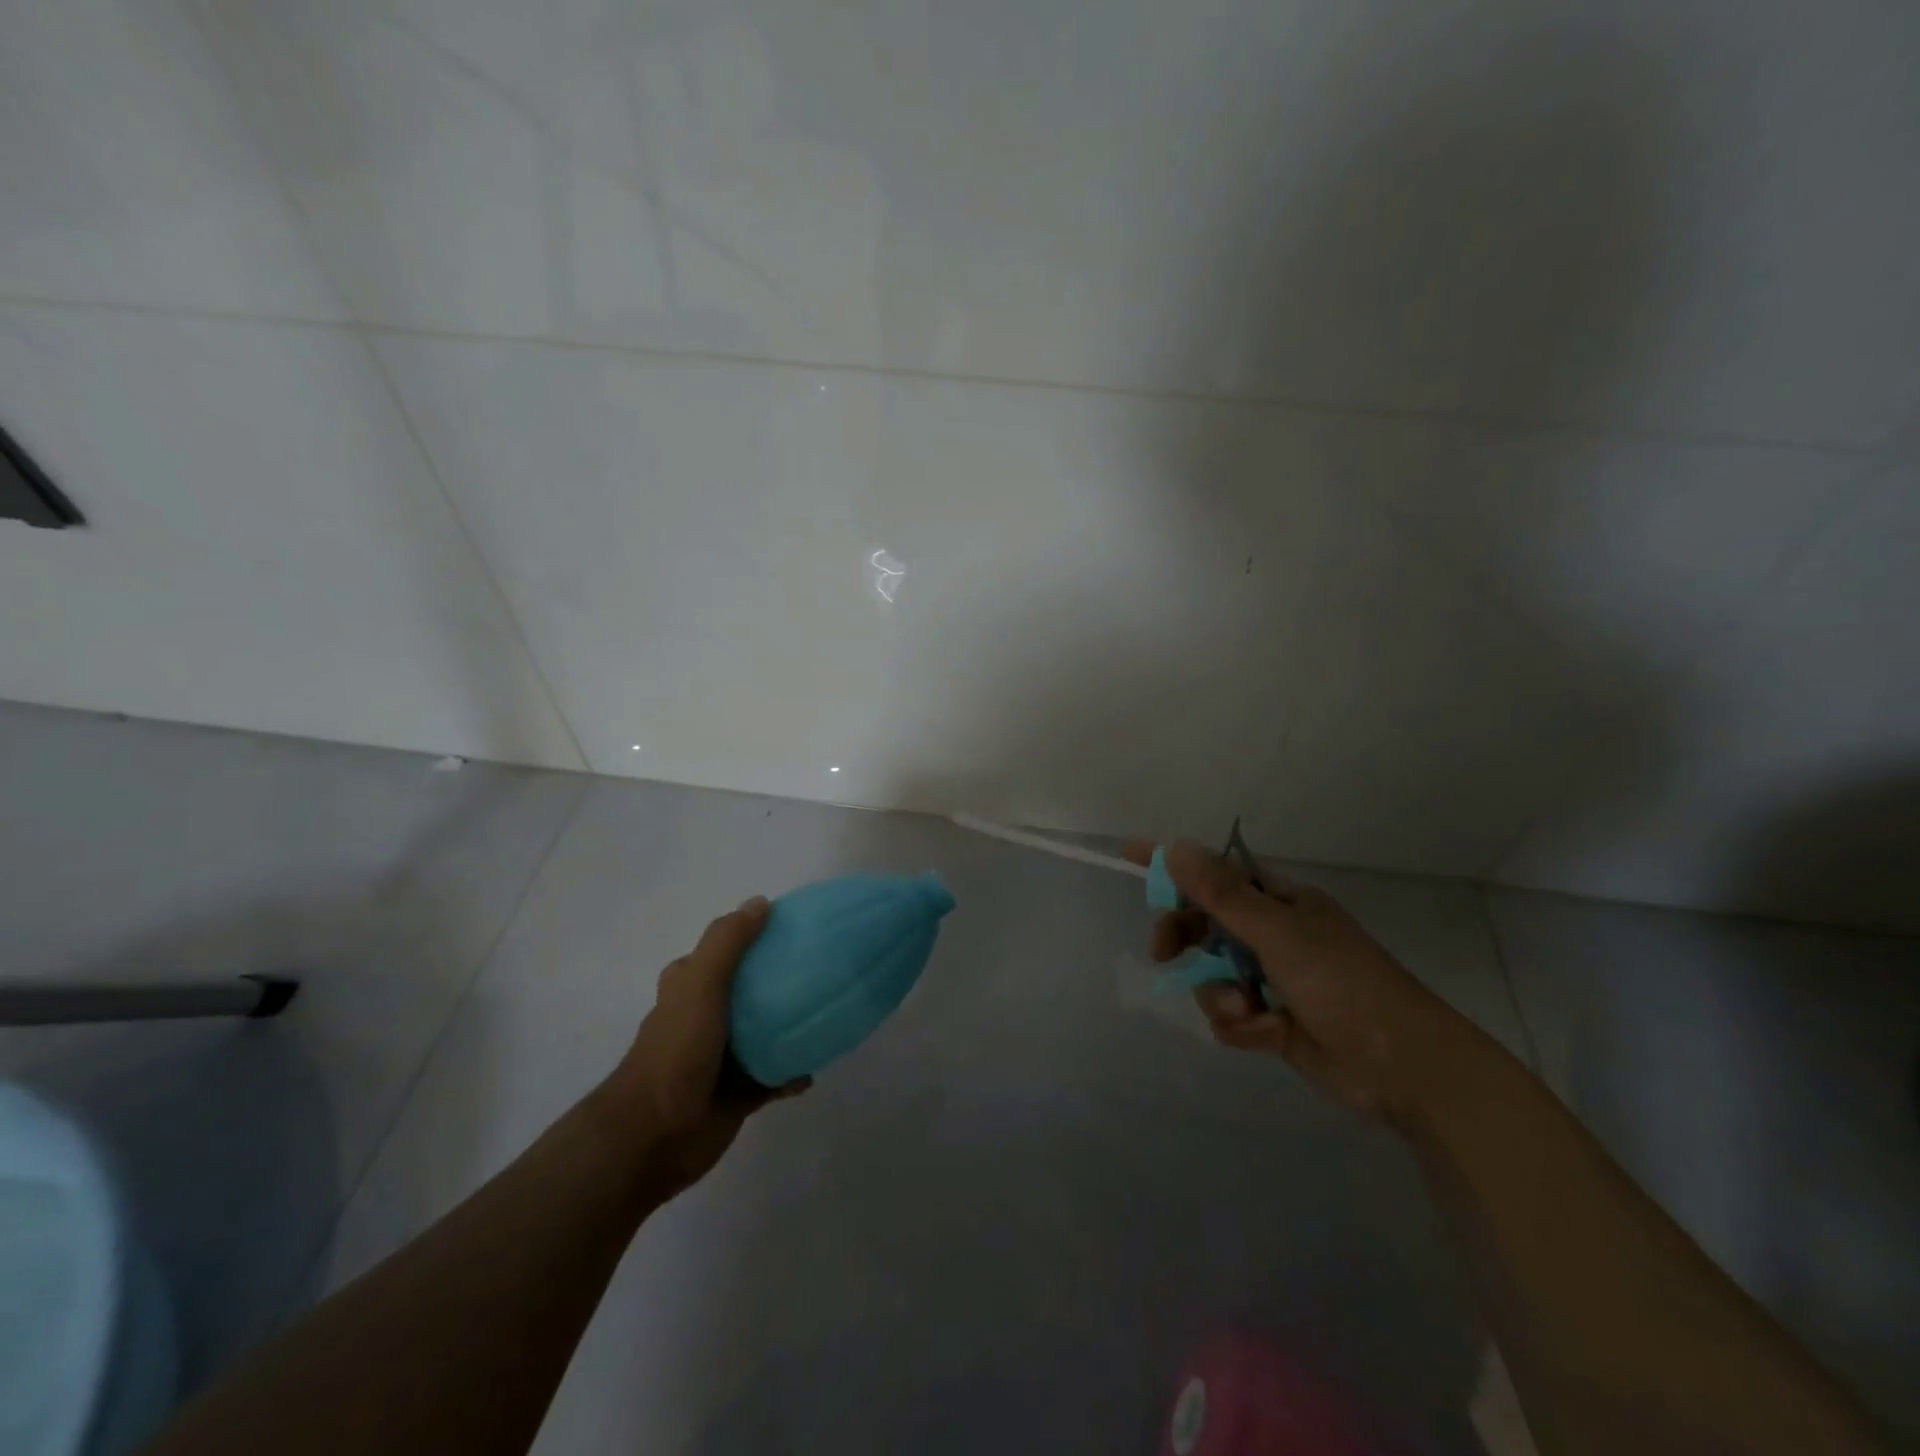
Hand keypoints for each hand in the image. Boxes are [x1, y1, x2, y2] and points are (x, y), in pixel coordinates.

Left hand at [596, 897, 807, 1198]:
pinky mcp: (738, 1093)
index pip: (724, 950)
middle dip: (780, 981)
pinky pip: (775, 1076)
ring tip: (828, 1012)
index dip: (753, 936)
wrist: (654, 1135)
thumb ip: (728, 942)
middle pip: (749, 989)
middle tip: (822, 969)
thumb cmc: (676, 1051)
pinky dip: (794, 1071)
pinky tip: (815, 1066)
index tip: (795, 928)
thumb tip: (760, 902)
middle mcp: (706, 1016)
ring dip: (791, 1025)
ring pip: (765, 1032)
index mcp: (689, 986)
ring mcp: (722, 1056)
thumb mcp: (700, 983)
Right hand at [1140, 841, 1483, 1124]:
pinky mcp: (1271, 1020)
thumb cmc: (1343, 983)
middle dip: (1185, 939)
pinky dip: (1241, 1025)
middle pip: (1203, 924)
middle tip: (1163, 953)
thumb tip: (1174, 847)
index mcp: (1278, 902)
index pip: (1214, 871)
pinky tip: (1267, 1035)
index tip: (1129, 855)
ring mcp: (1271, 978)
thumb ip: (1221, 894)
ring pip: (1212, 975)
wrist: (1403, 1067)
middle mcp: (1271, 934)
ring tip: (1248, 1012)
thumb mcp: (1278, 933)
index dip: (1173, 864)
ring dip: (1221, 995)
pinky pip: (1228, 1013)